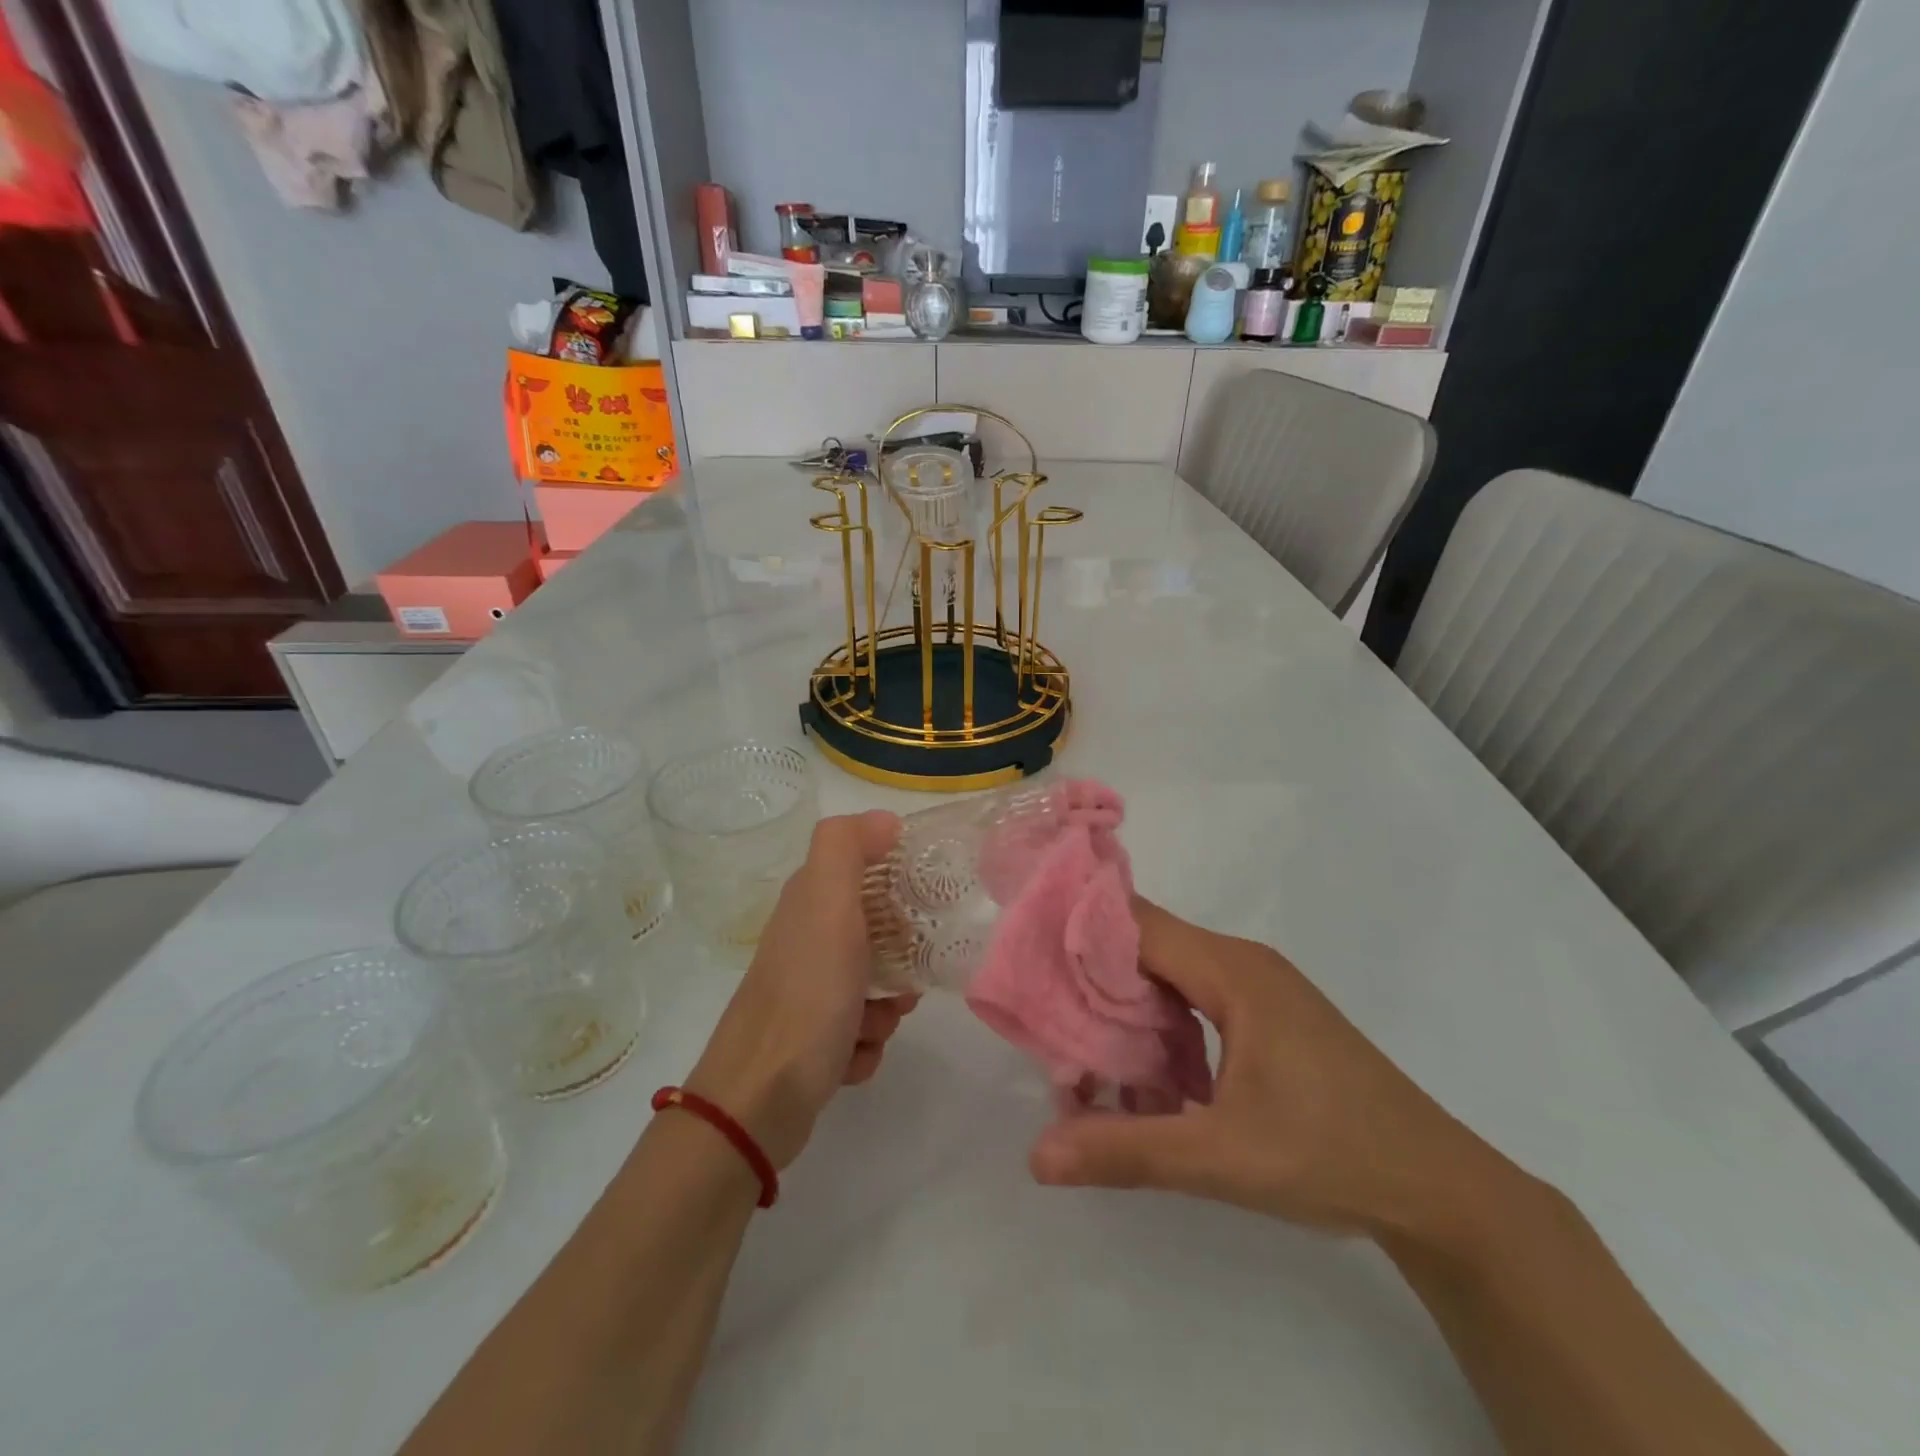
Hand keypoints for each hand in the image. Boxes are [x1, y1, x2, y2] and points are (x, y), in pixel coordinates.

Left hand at [687, 811, 918, 1169]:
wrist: (759, 1099)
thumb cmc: (806, 996)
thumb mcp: (828, 905)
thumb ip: (847, 849)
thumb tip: (884, 818)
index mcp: (808, 905)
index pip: (862, 872)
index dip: (896, 884)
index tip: (920, 904)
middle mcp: (805, 944)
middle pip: (874, 934)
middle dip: (899, 959)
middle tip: (906, 976)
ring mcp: (806, 995)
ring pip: (872, 987)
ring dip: (885, 1009)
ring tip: (872, 1025)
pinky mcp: (810, 1041)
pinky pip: (860, 1031)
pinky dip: (865, 1045)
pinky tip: (851, 1057)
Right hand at [1029, 899, 1517, 1245]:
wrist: (1440, 1190)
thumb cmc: (1332, 1155)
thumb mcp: (1221, 1158)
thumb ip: (1127, 1150)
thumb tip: (1037, 1156)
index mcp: (1231, 971)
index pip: (1136, 924)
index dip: (1081, 934)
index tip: (1029, 960)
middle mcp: (1241, 964)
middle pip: (1148, 947)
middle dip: (1094, 980)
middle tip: (1045, 1018)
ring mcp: (1258, 990)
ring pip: (1169, 977)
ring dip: (1126, 1010)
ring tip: (1082, 1053)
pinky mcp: (1267, 1018)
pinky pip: (1194, 1002)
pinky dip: (1160, 1028)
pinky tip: (1146, 1078)